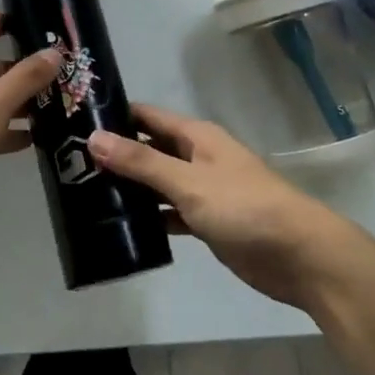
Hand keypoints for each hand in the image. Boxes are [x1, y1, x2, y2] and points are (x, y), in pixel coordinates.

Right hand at [90, 105, 367, 309]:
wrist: (303, 259)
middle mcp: (197, 156)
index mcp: (195, 136)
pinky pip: (170, 211)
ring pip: (158, 181)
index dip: (114, 116)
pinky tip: (123, 225)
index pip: (146, 116)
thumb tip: (93, 138)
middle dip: (116, 153)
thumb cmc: (245, 208)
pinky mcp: (208, 222)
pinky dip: (150, 216)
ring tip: (86, 193)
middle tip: (71, 162)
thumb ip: (141, 162)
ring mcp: (203, 190)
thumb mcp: (188, 183)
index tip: (75, 121)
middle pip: (150, 147)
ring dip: (131, 186)